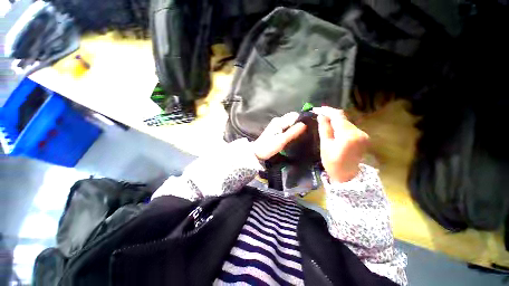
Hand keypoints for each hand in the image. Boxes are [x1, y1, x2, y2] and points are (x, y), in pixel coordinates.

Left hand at [253, 112, 306, 159]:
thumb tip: (306, 123)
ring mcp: (277, 124)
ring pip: (290, 122)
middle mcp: (278, 120)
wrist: (257, 153)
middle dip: (301, 122)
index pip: (295, 116)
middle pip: (293, 118)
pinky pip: (287, 126)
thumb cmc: (268, 147)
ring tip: (305, 132)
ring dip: (297, 125)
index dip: (304, 119)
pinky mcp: (276, 129)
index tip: (312, 125)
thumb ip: (293, 132)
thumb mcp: (282, 140)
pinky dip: (293, 128)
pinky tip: (297, 134)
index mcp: (279, 121)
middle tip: (310, 129)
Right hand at [314, 107, 368, 182]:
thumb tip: (321, 115)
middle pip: (343, 118)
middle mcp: (358, 132)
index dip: (327, 110)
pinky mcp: (364, 137)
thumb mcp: (325, 145)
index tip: (317, 109)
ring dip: (335, 121)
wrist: (347, 176)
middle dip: (330, 115)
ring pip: (346, 122)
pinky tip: (334, 129)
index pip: (337, 116)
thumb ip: (324, 129)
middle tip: (319, 115)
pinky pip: (350, 127)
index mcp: (347, 135)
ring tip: (325, 122)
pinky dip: (341, 126)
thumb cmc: (332, 162)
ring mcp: (363, 134)